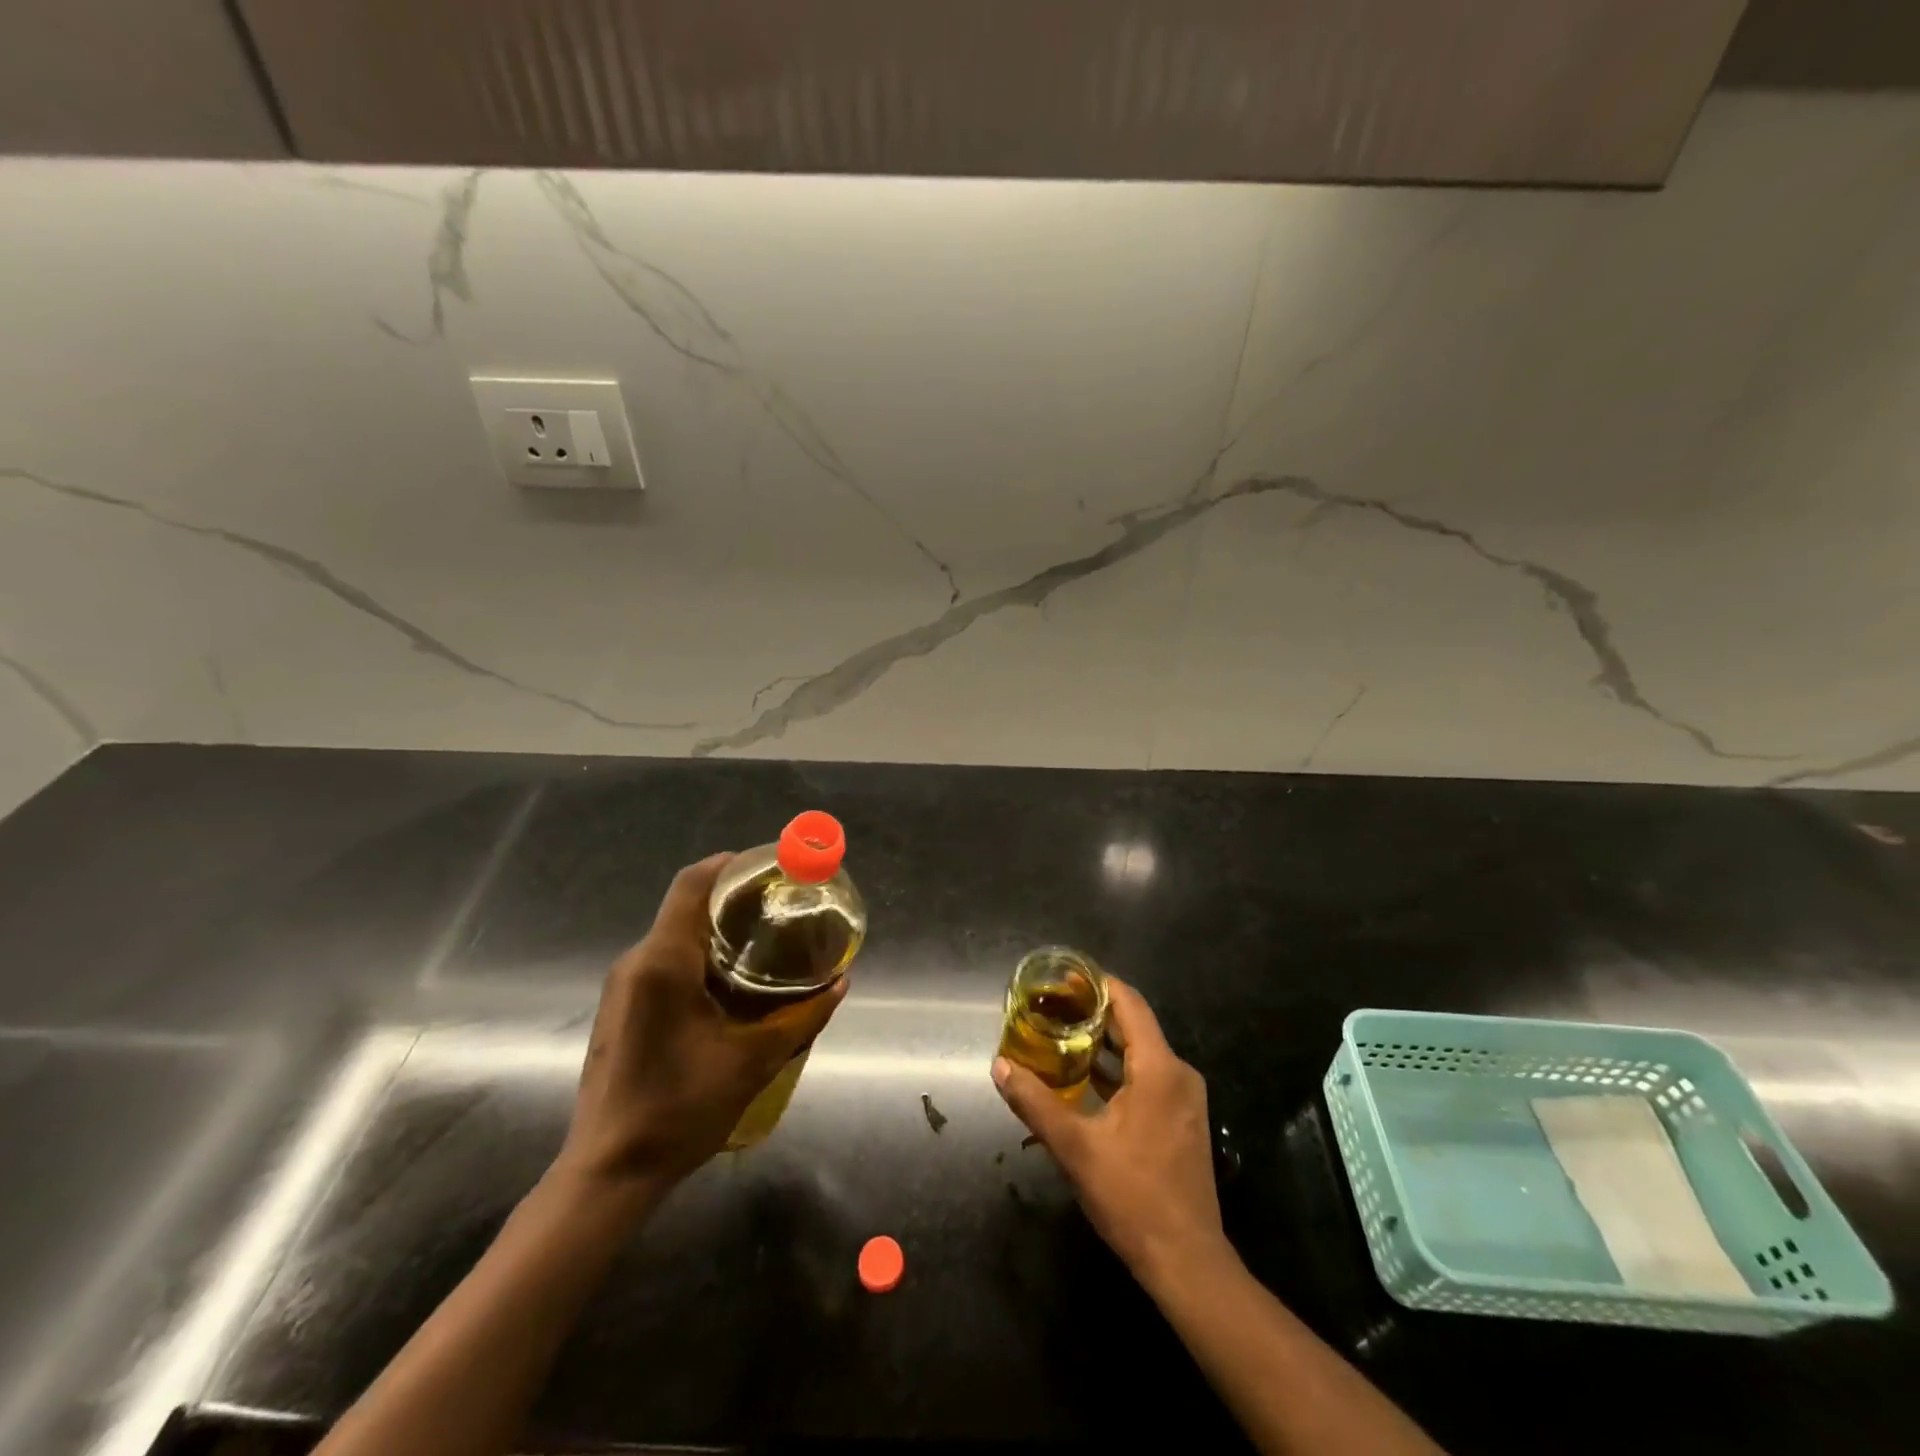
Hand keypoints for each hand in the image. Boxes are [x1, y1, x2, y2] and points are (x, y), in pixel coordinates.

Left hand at [556, 853, 847, 1192]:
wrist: (608, 1173)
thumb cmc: (680, 1110)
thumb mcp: (753, 1062)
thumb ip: (801, 1017)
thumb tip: (841, 983)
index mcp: (663, 963)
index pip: (692, 884)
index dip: (730, 864)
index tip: (770, 866)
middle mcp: (636, 962)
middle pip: (685, 906)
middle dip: (733, 900)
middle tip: (780, 909)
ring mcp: (622, 986)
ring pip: (674, 935)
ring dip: (717, 931)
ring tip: (764, 945)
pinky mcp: (620, 1007)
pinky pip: (662, 961)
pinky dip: (699, 955)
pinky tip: (730, 983)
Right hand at [993, 978, 1225, 1285]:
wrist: (1188, 1262)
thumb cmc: (1133, 1197)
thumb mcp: (1076, 1148)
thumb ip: (1035, 1102)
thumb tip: (1000, 1066)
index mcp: (1159, 1068)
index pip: (1129, 1003)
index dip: (1096, 985)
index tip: (1061, 979)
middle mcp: (1178, 1073)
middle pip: (1134, 1025)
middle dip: (1092, 1013)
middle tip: (1050, 1008)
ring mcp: (1184, 1098)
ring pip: (1140, 1052)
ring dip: (1103, 1043)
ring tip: (1060, 1037)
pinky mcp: (1181, 1119)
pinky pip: (1148, 1076)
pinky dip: (1117, 1069)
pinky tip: (1084, 1080)